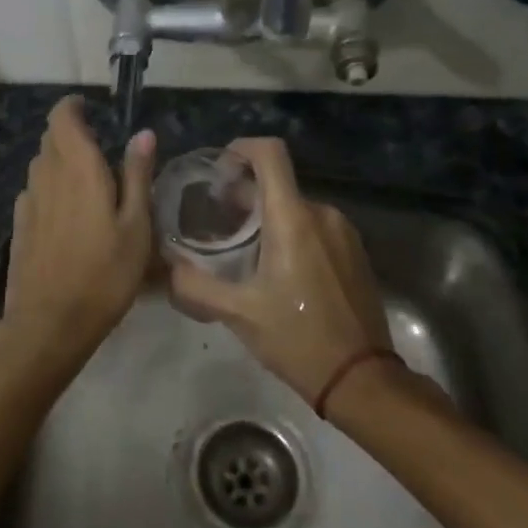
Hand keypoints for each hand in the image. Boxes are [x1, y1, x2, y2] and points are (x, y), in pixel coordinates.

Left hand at [1, 96, 156, 353]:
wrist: (50, 322)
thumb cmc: (105, 273)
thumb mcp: (137, 226)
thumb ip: (138, 175)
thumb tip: (143, 134)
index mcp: (77, 167)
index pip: (62, 116)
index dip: (74, 107)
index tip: (92, 112)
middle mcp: (46, 174)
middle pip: (50, 137)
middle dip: (71, 134)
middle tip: (101, 153)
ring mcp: (27, 199)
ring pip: (41, 163)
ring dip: (60, 161)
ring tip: (88, 184)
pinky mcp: (18, 223)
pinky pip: (34, 190)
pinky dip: (50, 188)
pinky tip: (67, 215)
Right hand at [168, 138, 392, 409]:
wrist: (361, 379)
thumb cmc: (297, 338)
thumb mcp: (237, 314)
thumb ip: (194, 286)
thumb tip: (166, 268)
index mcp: (293, 219)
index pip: (270, 154)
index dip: (240, 148)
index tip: (218, 170)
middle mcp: (322, 214)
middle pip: (278, 183)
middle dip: (244, 193)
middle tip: (217, 222)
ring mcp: (343, 232)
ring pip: (296, 207)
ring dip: (267, 216)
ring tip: (243, 249)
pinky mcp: (354, 252)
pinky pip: (315, 227)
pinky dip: (291, 233)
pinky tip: (276, 269)